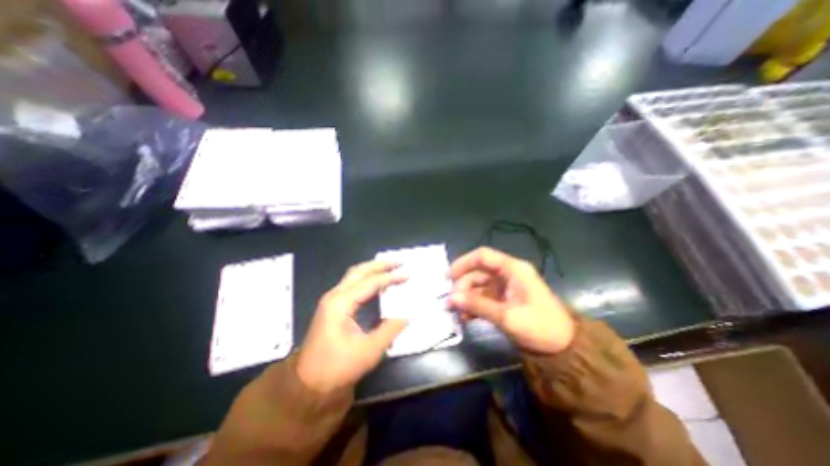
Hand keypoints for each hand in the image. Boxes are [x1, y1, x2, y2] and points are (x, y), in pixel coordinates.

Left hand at [298, 261, 407, 392]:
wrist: (309, 384)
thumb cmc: (338, 367)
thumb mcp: (369, 351)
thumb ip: (390, 329)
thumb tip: (407, 314)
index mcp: (341, 304)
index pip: (370, 283)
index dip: (390, 277)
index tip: (407, 274)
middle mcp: (335, 296)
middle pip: (359, 271)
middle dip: (380, 265)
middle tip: (398, 261)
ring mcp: (332, 300)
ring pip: (354, 275)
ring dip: (373, 269)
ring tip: (390, 267)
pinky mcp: (333, 306)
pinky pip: (352, 284)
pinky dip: (367, 279)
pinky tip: (377, 282)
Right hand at [448, 248, 577, 351]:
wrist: (565, 349)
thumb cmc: (540, 327)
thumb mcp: (507, 316)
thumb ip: (478, 305)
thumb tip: (451, 298)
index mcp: (512, 269)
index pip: (482, 256)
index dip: (463, 263)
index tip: (448, 277)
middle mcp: (507, 274)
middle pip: (478, 272)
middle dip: (462, 286)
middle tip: (451, 303)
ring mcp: (505, 287)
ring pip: (479, 286)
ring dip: (466, 298)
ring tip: (456, 313)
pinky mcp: (504, 300)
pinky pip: (484, 298)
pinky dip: (474, 306)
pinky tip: (465, 318)